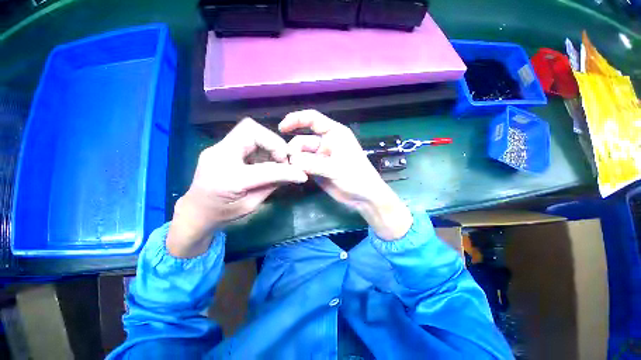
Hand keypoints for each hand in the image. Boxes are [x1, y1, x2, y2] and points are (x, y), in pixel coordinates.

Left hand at [167, 118, 307, 257]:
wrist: (195, 212)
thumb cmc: (222, 213)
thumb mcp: (251, 205)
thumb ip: (272, 185)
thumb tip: (295, 174)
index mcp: (227, 179)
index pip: (264, 169)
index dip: (286, 170)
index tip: (300, 174)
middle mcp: (219, 156)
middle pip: (251, 130)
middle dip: (274, 143)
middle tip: (284, 160)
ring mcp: (218, 148)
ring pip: (250, 130)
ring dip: (269, 144)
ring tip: (276, 161)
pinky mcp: (221, 147)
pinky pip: (247, 138)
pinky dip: (262, 147)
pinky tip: (265, 160)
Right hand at [280, 110, 412, 240]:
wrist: (363, 196)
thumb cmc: (356, 177)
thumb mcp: (336, 168)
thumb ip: (313, 164)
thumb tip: (291, 161)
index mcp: (334, 133)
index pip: (313, 119)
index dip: (296, 119)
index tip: (281, 128)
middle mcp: (326, 142)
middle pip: (302, 140)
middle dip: (294, 150)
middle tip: (289, 163)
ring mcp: (321, 156)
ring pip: (301, 154)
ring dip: (295, 161)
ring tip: (293, 171)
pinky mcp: (317, 169)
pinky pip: (303, 165)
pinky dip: (298, 169)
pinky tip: (295, 174)